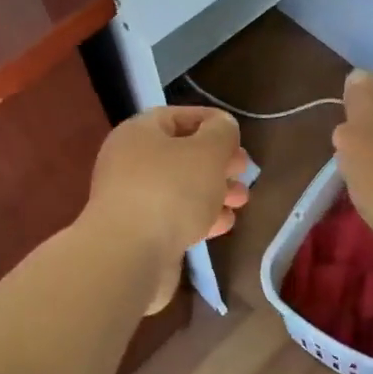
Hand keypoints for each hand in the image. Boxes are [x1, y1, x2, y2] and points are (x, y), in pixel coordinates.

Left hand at [83, 107, 249, 312]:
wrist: (129, 256)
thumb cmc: (171, 191)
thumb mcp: (208, 151)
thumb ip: (221, 133)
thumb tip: (222, 127)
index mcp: (139, 133)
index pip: (178, 117)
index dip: (212, 122)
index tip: (239, 137)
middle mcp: (130, 162)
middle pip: (181, 154)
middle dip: (217, 162)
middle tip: (244, 171)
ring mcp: (132, 200)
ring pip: (181, 188)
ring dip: (214, 191)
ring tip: (241, 200)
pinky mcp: (139, 233)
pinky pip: (174, 216)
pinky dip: (200, 217)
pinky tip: (224, 224)